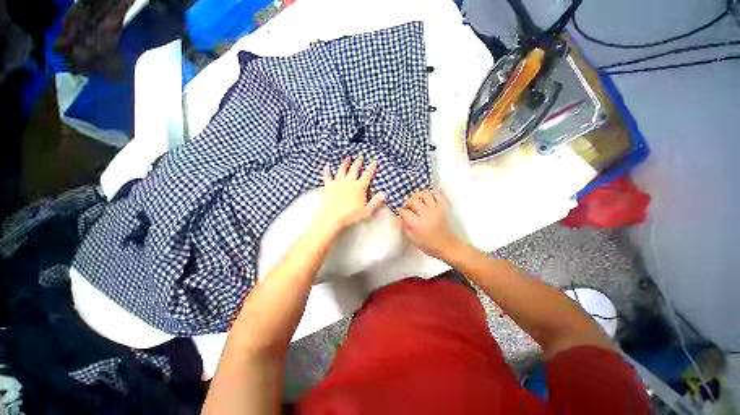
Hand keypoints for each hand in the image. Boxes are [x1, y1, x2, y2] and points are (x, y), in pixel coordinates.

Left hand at [315, 156, 385, 231]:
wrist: (332, 217)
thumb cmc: (351, 215)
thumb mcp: (367, 211)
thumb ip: (376, 202)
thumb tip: (384, 193)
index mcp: (359, 187)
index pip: (367, 175)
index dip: (372, 167)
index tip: (374, 161)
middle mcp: (349, 182)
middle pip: (355, 169)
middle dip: (358, 162)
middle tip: (360, 156)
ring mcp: (338, 182)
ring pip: (342, 169)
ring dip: (345, 163)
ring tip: (347, 158)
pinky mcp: (328, 186)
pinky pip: (327, 175)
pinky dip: (327, 170)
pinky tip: (327, 166)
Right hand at [399, 190, 462, 259]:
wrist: (447, 246)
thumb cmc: (429, 245)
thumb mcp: (413, 238)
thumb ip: (405, 226)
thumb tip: (402, 216)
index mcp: (417, 224)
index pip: (405, 211)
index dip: (401, 211)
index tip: (401, 212)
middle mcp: (426, 214)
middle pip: (413, 200)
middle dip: (408, 202)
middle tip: (407, 207)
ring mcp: (435, 210)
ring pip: (424, 195)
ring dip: (418, 196)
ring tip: (416, 201)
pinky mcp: (442, 208)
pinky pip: (437, 196)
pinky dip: (432, 194)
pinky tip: (428, 198)